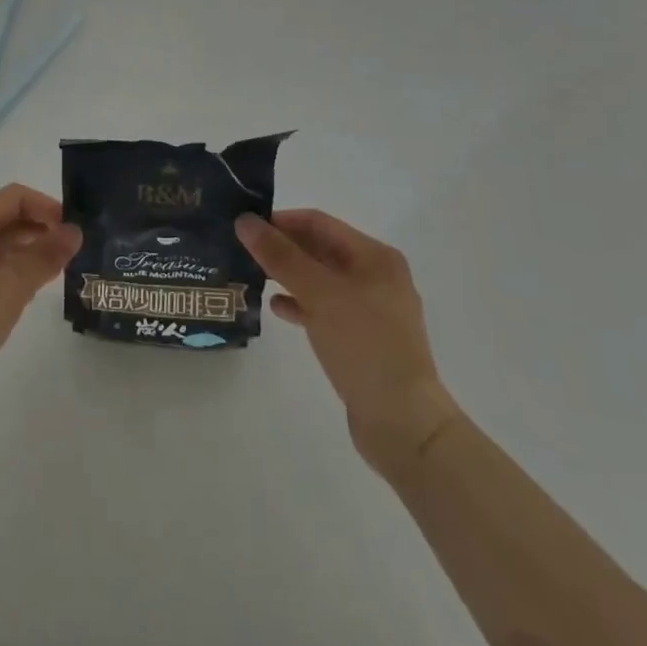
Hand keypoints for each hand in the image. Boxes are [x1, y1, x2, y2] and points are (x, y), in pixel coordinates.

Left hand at [0, 184, 80, 417]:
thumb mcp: (10, 287)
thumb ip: (44, 256)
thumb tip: (75, 231)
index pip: (13, 198)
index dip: (46, 207)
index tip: (74, 229)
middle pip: (5, 220)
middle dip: (40, 229)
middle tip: (72, 251)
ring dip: (28, 253)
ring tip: (58, 271)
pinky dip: (13, 273)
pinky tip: (30, 292)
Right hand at [236, 209, 460, 469]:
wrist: (403, 425)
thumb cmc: (364, 345)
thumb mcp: (319, 293)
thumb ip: (280, 255)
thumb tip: (244, 221)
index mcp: (375, 256)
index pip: (319, 223)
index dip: (281, 220)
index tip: (245, 226)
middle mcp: (376, 276)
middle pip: (320, 249)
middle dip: (283, 248)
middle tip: (243, 250)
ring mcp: (371, 310)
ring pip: (320, 280)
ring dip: (288, 276)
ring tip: (252, 276)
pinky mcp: (363, 339)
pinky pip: (325, 309)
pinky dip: (301, 304)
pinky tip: (276, 309)